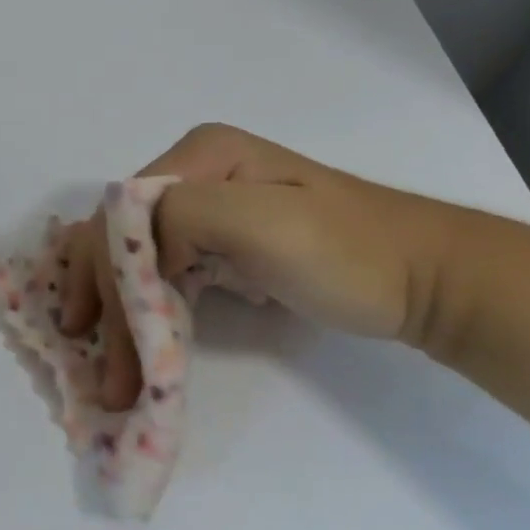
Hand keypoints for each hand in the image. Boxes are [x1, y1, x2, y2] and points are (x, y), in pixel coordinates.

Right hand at [58, 124, 446, 408]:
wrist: (424, 279)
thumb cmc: (349, 253)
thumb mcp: (265, 220)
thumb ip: (184, 215)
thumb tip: (136, 257)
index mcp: (201, 155)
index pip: (122, 214)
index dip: (106, 276)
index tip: (106, 344)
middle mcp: (194, 173)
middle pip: (121, 235)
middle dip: (105, 300)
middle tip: (106, 374)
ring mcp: (208, 208)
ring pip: (135, 255)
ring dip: (117, 310)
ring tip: (113, 371)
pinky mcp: (221, 242)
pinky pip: (162, 270)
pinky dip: (142, 307)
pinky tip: (133, 339)